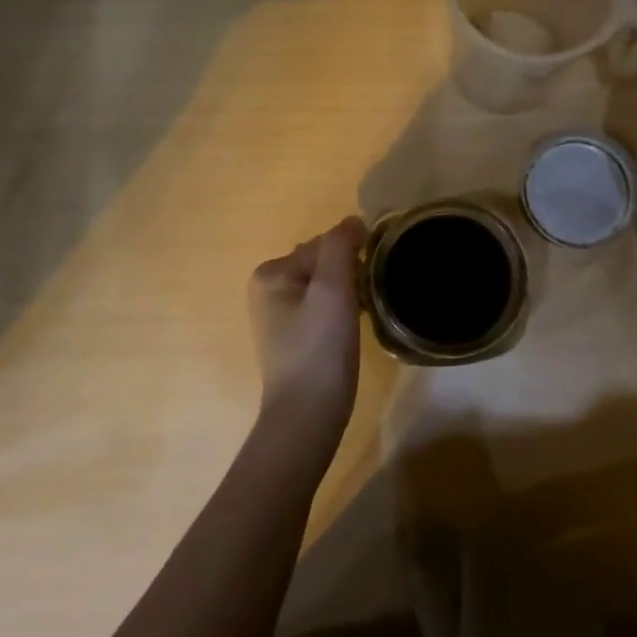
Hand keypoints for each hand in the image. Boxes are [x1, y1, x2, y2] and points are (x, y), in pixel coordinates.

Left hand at [248, 216, 367, 433]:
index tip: (369, 281)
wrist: (308, 415)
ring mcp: (278, 315)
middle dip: (348, 275)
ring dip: (347, 294)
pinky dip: (340, 312)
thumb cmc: (320, 349)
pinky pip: (322, 308)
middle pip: (323, 262)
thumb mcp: (332, 289)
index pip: (323, 244)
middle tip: (366, 300)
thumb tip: (353, 222)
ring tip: (361, 316)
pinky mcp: (292, 337)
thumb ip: (340, 246)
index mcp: (271, 272)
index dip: (352, 259)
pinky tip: (350, 331)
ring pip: (325, 286)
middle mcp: (267, 289)